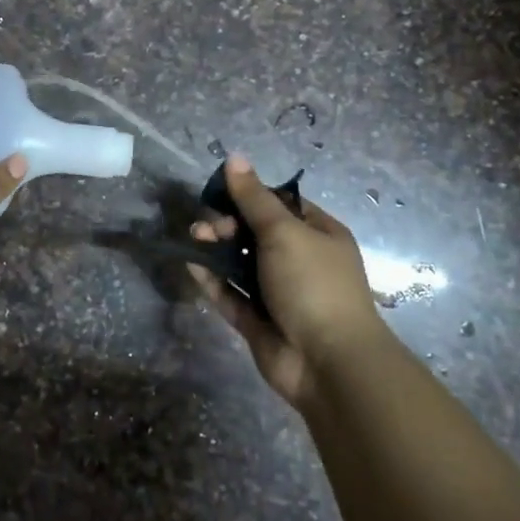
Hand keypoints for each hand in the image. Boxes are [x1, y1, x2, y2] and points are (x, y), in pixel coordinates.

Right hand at [187, 156, 384, 408]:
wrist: (328, 362)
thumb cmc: (313, 283)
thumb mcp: (284, 232)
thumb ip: (253, 198)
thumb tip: (235, 158)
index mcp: (318, 234)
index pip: (280, 204)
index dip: (250, 195)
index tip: (221, 191)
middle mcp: (299, 260)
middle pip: (256, 233)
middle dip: (228, 223)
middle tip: (208, 224)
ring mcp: (278, 292)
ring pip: (240, 263)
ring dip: (216, 248)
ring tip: (194, 238)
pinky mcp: (257, 320)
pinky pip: (231, 294)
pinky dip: (212, 278)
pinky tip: (191, 263)